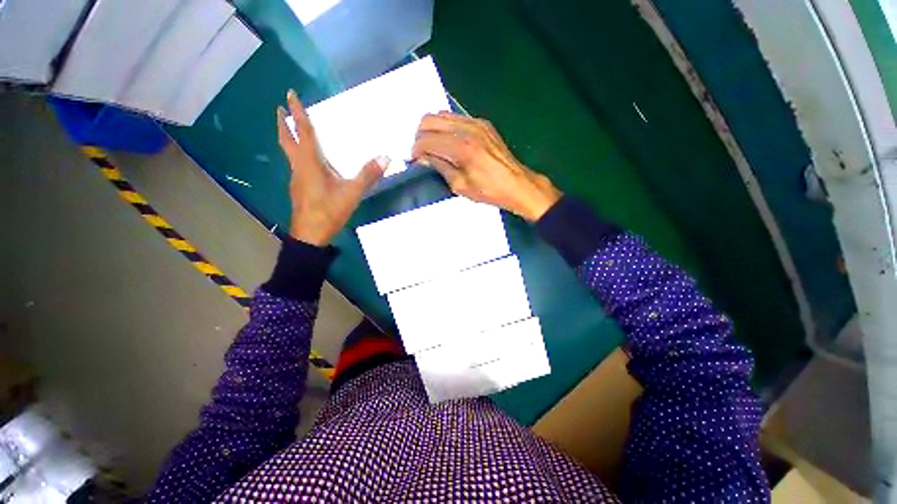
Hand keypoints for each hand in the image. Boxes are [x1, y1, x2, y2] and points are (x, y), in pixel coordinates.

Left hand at [277, 90, 385, 245]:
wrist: (310, 235)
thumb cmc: (328, 211)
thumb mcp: (352, 193)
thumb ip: (368, 175)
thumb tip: (385, 157)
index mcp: (309, 163)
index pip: (303, 132)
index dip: (297, 112)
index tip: (289, 93)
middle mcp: (299, 167)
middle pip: (287, 140)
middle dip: (283, 123)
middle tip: (281, 107)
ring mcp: (297, 179)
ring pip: (289, 152)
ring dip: (288, 137)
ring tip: (292, 129)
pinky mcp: (300, 189)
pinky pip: (296, 164)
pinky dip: (297, 154)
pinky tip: (307, 161)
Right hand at [412, 112, 560, 220]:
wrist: (517, 184)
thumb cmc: (489, 191)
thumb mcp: (460, 186)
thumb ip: (439, 167)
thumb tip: (423, 157)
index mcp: (461, 148)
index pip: (426, 140)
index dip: (415, 150)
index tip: (414, 160)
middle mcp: (467, 129)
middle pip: (429, 120)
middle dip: (419, 136)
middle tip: (422, 153)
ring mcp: (476, 122)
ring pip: (441, 115)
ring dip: (431, 129)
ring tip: (434, 147)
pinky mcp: (482, 123)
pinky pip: (455, 117)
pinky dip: (446, 127)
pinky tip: (449, 142)